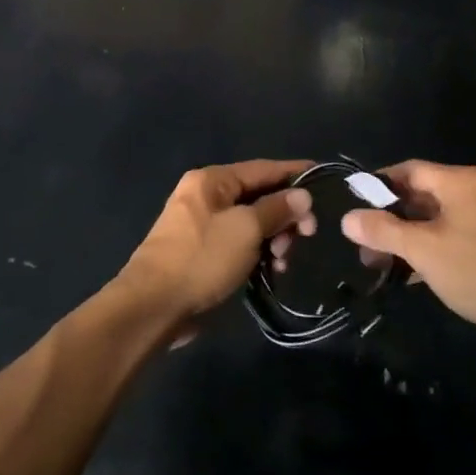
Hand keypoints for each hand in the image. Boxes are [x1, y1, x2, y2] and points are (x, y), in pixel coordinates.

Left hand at [120, 160, 312, 333]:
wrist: (154, 305)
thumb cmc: (202, 258)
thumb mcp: (246, 229)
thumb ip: (277, 209)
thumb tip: (302, 195)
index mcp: (212, 180)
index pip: (262, 168)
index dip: (293, 172)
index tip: (321, 175)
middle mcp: (206, 196)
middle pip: (258, 196)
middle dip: (285, 214)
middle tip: (306, 236)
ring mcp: (202, 225)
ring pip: (251, 222)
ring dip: (274, 238)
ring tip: (284, 260)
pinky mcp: (202, 252)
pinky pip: (239, 242)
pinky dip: (258, 252)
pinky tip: (272, 269)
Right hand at [341, 161, 475, 351]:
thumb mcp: (423, 250)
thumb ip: (383, 231)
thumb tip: (347, 218)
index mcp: (463, 181)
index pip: (411, 169)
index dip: (380, 185)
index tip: (356, 206)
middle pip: (425, 194)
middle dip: (392, 219)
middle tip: (366, 245)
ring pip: (441, 218)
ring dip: (411, 237)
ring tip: (385, 264)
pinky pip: (459, 235)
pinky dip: (435, 247)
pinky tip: (417, 274)